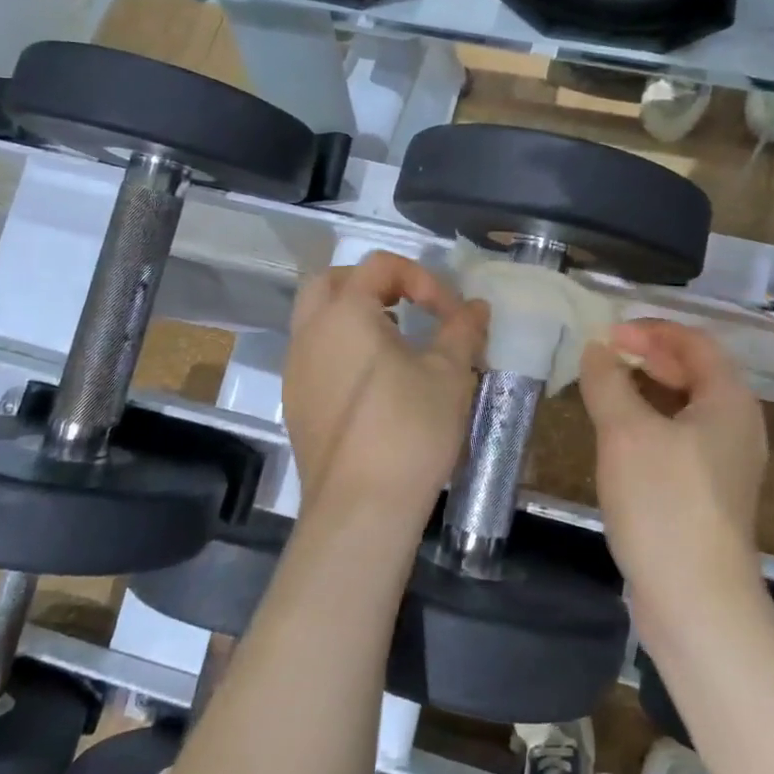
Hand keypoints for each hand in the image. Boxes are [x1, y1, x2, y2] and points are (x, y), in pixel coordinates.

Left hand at [283, 253, 486, 531]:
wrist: (361, 508)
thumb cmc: (410, 429)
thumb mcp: (449, 374)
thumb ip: (462, 330)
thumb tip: (476, 307)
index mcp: (345, 313)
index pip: (379, 266)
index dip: (421, 278)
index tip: (450, 313)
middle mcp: (310, 333)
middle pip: (331, 281)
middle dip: (372, 284)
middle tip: (408, 307)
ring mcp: (296, 369)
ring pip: (316, 318)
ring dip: (354, 315)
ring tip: (396, 341)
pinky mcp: (296, 402)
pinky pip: (314, 354)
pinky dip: (341, 348)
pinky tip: (375, 381)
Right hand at [578, 320, 768, 610]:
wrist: (696, 602)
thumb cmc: (664, 503)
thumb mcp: (626, 433)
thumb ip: (608, 382)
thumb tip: (597, 349)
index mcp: (729, 401)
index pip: (694, 342)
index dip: (651, 330)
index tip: (608, 334)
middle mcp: (737, 425)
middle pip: (694, 372)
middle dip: (649, 356)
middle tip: (604, 356)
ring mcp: (726, 463)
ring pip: (685, 407)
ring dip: (647, 390)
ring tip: (606, 389)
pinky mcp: (709, 493)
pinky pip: (680, 439)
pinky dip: (651, 423)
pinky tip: (619, 437)